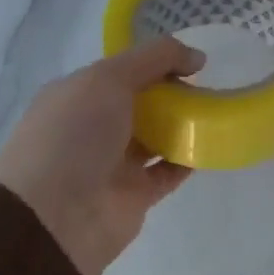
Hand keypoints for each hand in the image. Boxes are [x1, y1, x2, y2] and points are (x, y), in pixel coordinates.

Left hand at [0, 37, 204, 274]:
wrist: (55, 217)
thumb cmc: (74, 136)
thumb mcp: (108, 79)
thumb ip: (154, 59)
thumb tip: (197, 58)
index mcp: (76, 95)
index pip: (122, 70)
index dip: (156, 62)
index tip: (193, 61)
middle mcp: (92, 127)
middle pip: (142, 102)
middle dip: (174, 93)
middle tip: (211, 86)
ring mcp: (113, 162)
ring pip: (156, 136)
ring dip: (184, 124)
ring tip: (218, 111)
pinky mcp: (134, 194)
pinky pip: (168, 171)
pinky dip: (188, 159)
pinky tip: (212, 144)